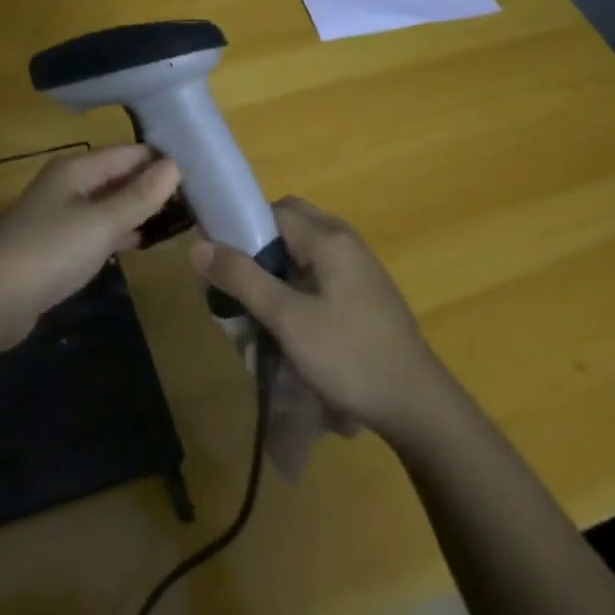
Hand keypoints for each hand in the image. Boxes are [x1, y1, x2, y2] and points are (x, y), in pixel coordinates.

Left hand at [0, 145, 182, 345]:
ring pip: (109, 203)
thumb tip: (175, 164)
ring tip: (180, 220)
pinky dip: (119, 231)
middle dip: (153, 186)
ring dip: (139, 210)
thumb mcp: (101, 222)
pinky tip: (142, 242)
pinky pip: (97, 228)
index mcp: (76, 168)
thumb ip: (139, 196)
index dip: (162, 160)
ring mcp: (60, 214)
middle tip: (198, 200)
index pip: (129, 153)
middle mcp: (68, 184)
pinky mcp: (57, 244)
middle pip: (118, 176)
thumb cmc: (50, 251)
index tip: (201, 172)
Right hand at [190, 197, 441, 437]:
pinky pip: (320, 267)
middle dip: (257, 244)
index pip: (270, 209)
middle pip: (288, 222)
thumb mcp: (287, 319)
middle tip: (238, 281)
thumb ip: (242, 278)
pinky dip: (297, 279)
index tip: (218, 260)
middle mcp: (345, 239)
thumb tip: (198, 246)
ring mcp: (360, 264)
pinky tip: (290, 317)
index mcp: (328, 237)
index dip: (239, 226)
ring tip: (258, 303)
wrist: (416, 405)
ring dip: (276, 264)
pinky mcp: (365, 289)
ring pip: (303, 246)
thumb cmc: (348, 356)